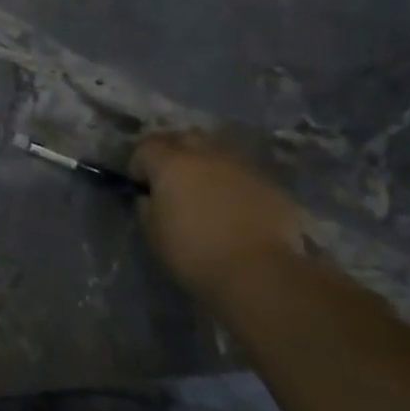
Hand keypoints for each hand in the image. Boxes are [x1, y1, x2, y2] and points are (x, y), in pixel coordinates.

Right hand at [129, 133, 302, 295]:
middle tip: (169, 177)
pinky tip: (234, 207)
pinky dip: (233, 183)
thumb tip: (150, 198)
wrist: (260, 273)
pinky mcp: (271, 185)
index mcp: (172, 164)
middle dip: (173, 151)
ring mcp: (243, 168)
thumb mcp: (153, 234)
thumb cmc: (194, 253)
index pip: (146, 147)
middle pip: (184, 137)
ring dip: (206, 164)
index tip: (139, 184)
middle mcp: (207, 156)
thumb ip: (146, 207)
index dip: (138, 163)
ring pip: (218, 152)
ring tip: (204, 189)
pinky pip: (244, 174)